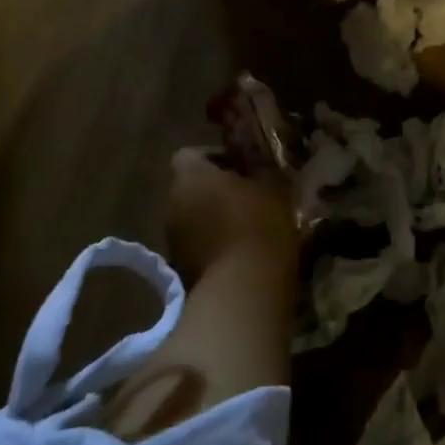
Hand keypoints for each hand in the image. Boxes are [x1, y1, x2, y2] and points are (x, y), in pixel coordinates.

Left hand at [165, 147, 299, 286]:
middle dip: (214, 190)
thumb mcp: (274, 186)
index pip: (189, 154)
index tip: (241, 167)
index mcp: (190, 177)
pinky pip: (195, 247)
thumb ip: (262, 169)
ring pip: (191, 219)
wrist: (244, 290)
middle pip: (189, 188)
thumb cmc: (260, 225)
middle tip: (247, 196)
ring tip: (246, 228)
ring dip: (212, 219)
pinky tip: (239, 255)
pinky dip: (212, 246)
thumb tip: (259, 161)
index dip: (214, 157)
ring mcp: (171, 241)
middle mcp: (171, 205)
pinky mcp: (179, 271)